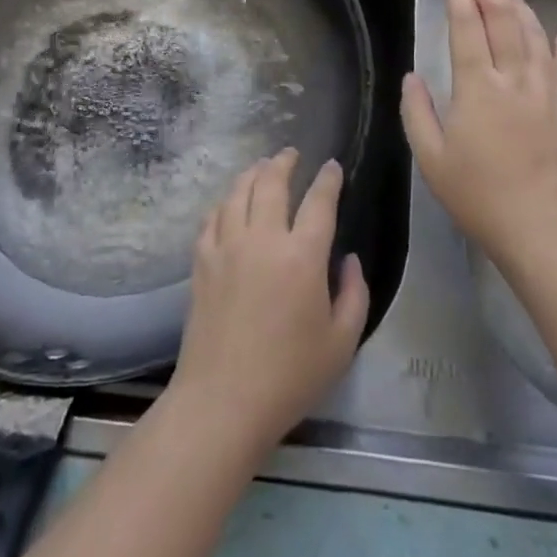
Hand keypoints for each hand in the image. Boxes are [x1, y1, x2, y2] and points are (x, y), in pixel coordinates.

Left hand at [169, 149, 369, 459]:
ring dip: (252, 173)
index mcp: (302, 256)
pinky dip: (224, 202)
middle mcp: (263, 239)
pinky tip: (229, 204)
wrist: (223, 401)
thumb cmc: (290, 376)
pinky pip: (212, 217)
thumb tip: (349, 259)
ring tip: (261, 168)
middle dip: (284, 162)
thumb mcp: (342, 342)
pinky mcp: (202, 261)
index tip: (332, 167)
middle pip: (271, 182)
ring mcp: (227, 247)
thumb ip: (354, 294)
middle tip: (291, 154)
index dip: (328, 179)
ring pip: (237, 192)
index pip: (319, 201)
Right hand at [401, 0, 556, 268]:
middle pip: (501, 16)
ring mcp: (546, 90)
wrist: (540, 229)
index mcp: (477, 88)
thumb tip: (413, 77)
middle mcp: (514, 78)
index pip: (466, 26)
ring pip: (533, 33)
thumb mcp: (431, 158)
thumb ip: (417, 112)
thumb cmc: (478, 195)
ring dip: (518, 2)